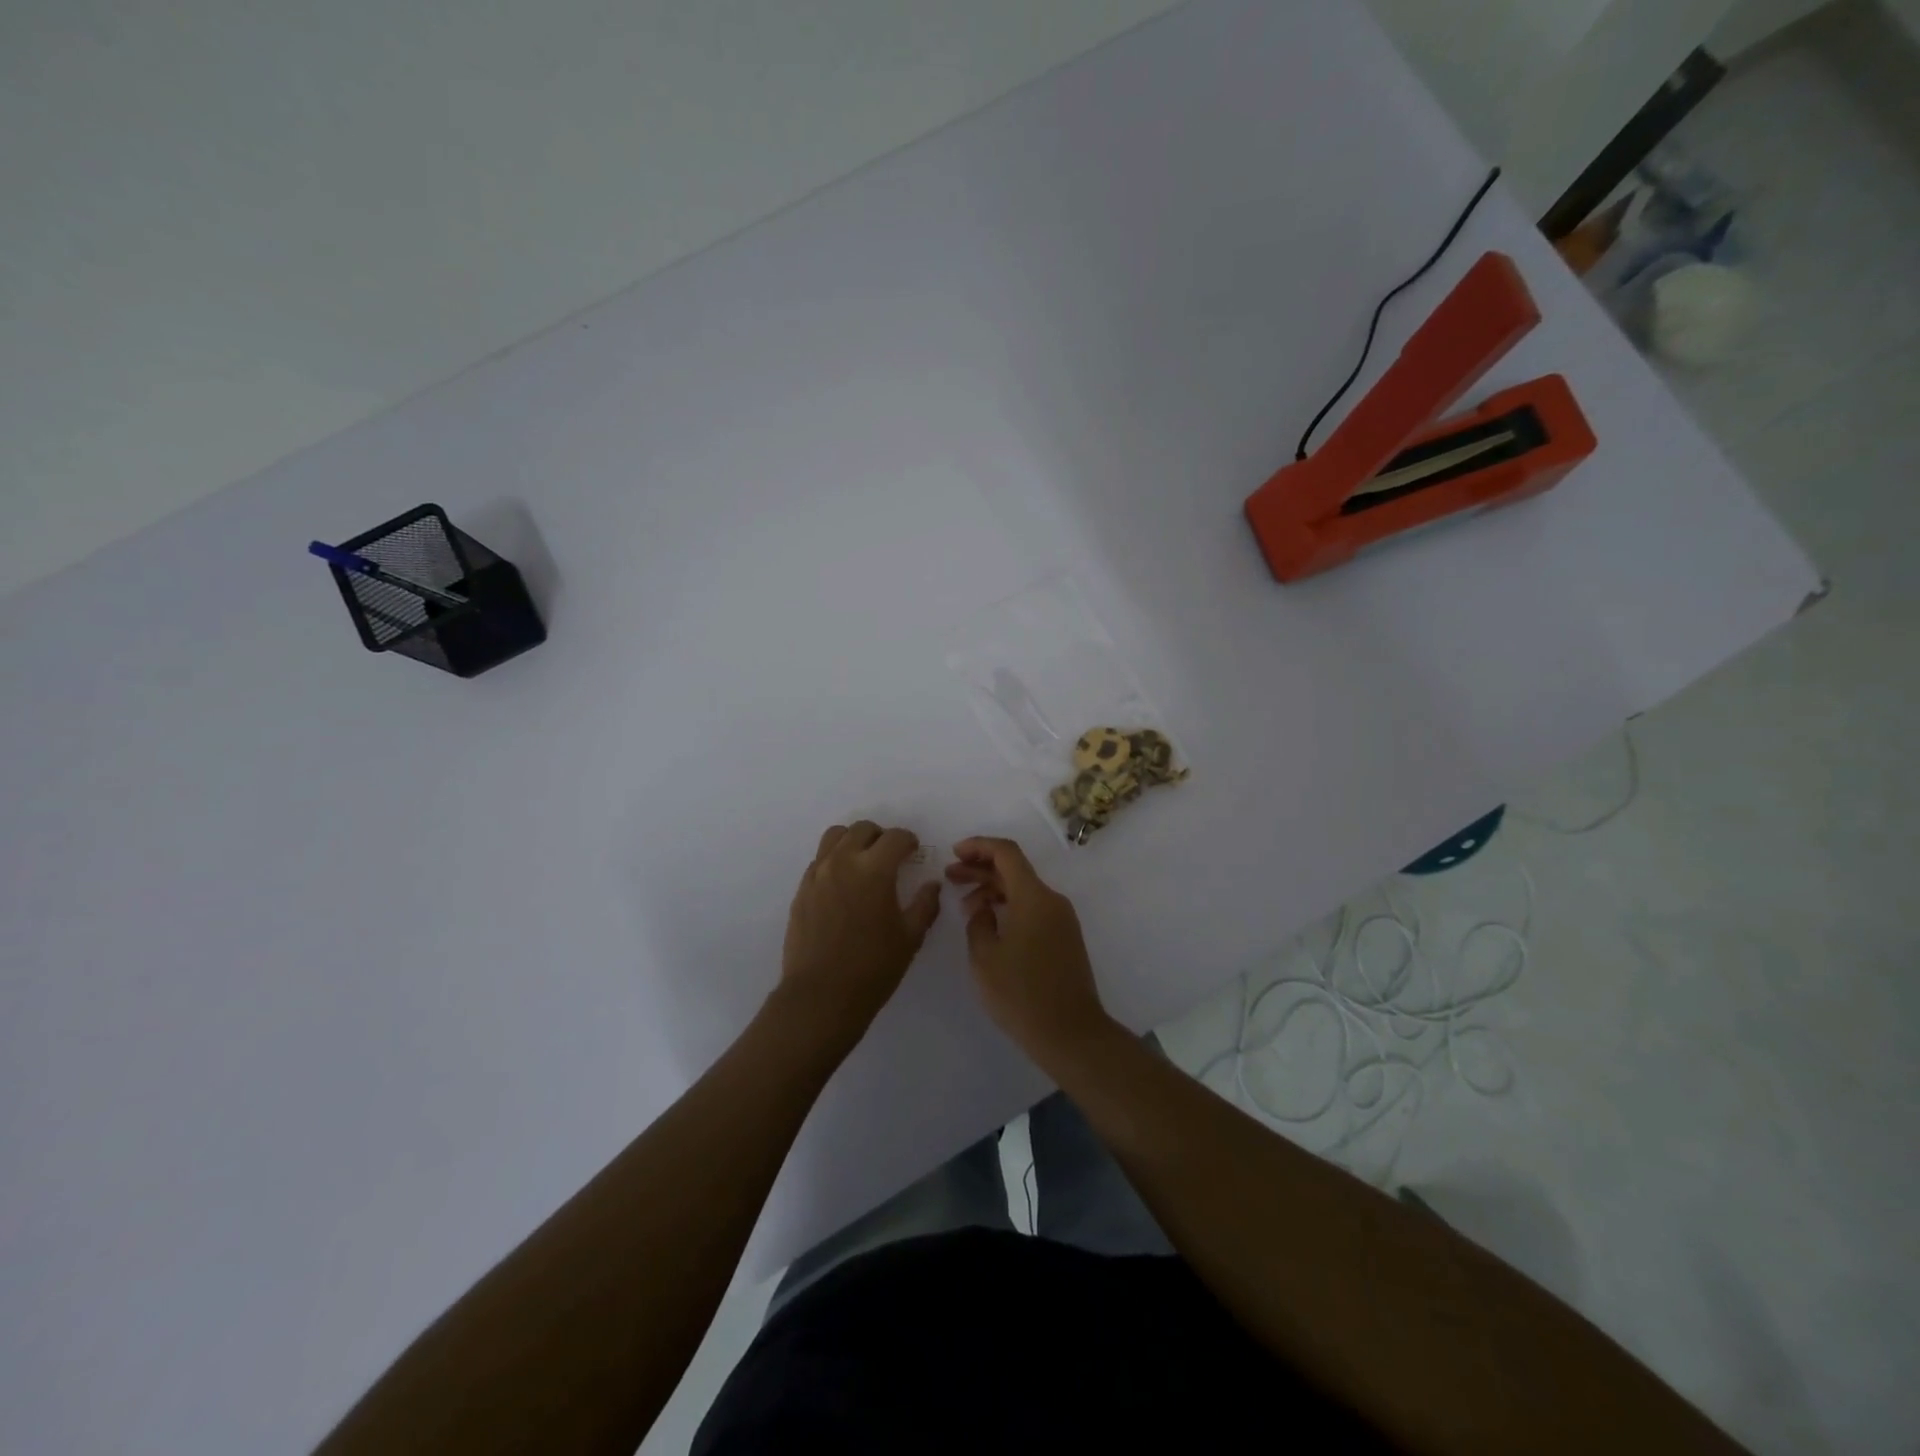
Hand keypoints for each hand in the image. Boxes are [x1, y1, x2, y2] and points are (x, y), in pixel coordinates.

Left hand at [779, 821, 941, 1043]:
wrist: (821, 996)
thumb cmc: (873, 968)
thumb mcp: (910, 937)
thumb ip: (925, 904)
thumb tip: (932, 885)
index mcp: (874, 869)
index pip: (895, 837)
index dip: (909, 841)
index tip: (913, 852)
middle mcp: (843, 862)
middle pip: (863, 829)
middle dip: (881, 837)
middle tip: (890, 857)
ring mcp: (818, 874)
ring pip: (835, 837)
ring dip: (853, 841)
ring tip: (863, 863)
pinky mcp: (801, 889)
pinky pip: (820, 860)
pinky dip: (835, 860)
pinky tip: (843, 885)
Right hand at [946, 837, 1113, 1064]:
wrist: (1071, 1033)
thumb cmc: (1021, 994)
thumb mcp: (985, 958)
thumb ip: (978, 923)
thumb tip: (984, 909)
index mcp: (1034, 897)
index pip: (1006, 853)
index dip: (978, 846)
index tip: (954, 853)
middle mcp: (1052, 900)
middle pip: (1014, 870)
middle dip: (980, 868)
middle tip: (950, 876)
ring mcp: (1062, 919)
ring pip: (1024, 890)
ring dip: (993, 890)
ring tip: (965, 906)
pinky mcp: (1065, 938)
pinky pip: (1033, 908)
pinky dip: (1009, 906)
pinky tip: (989, 924)